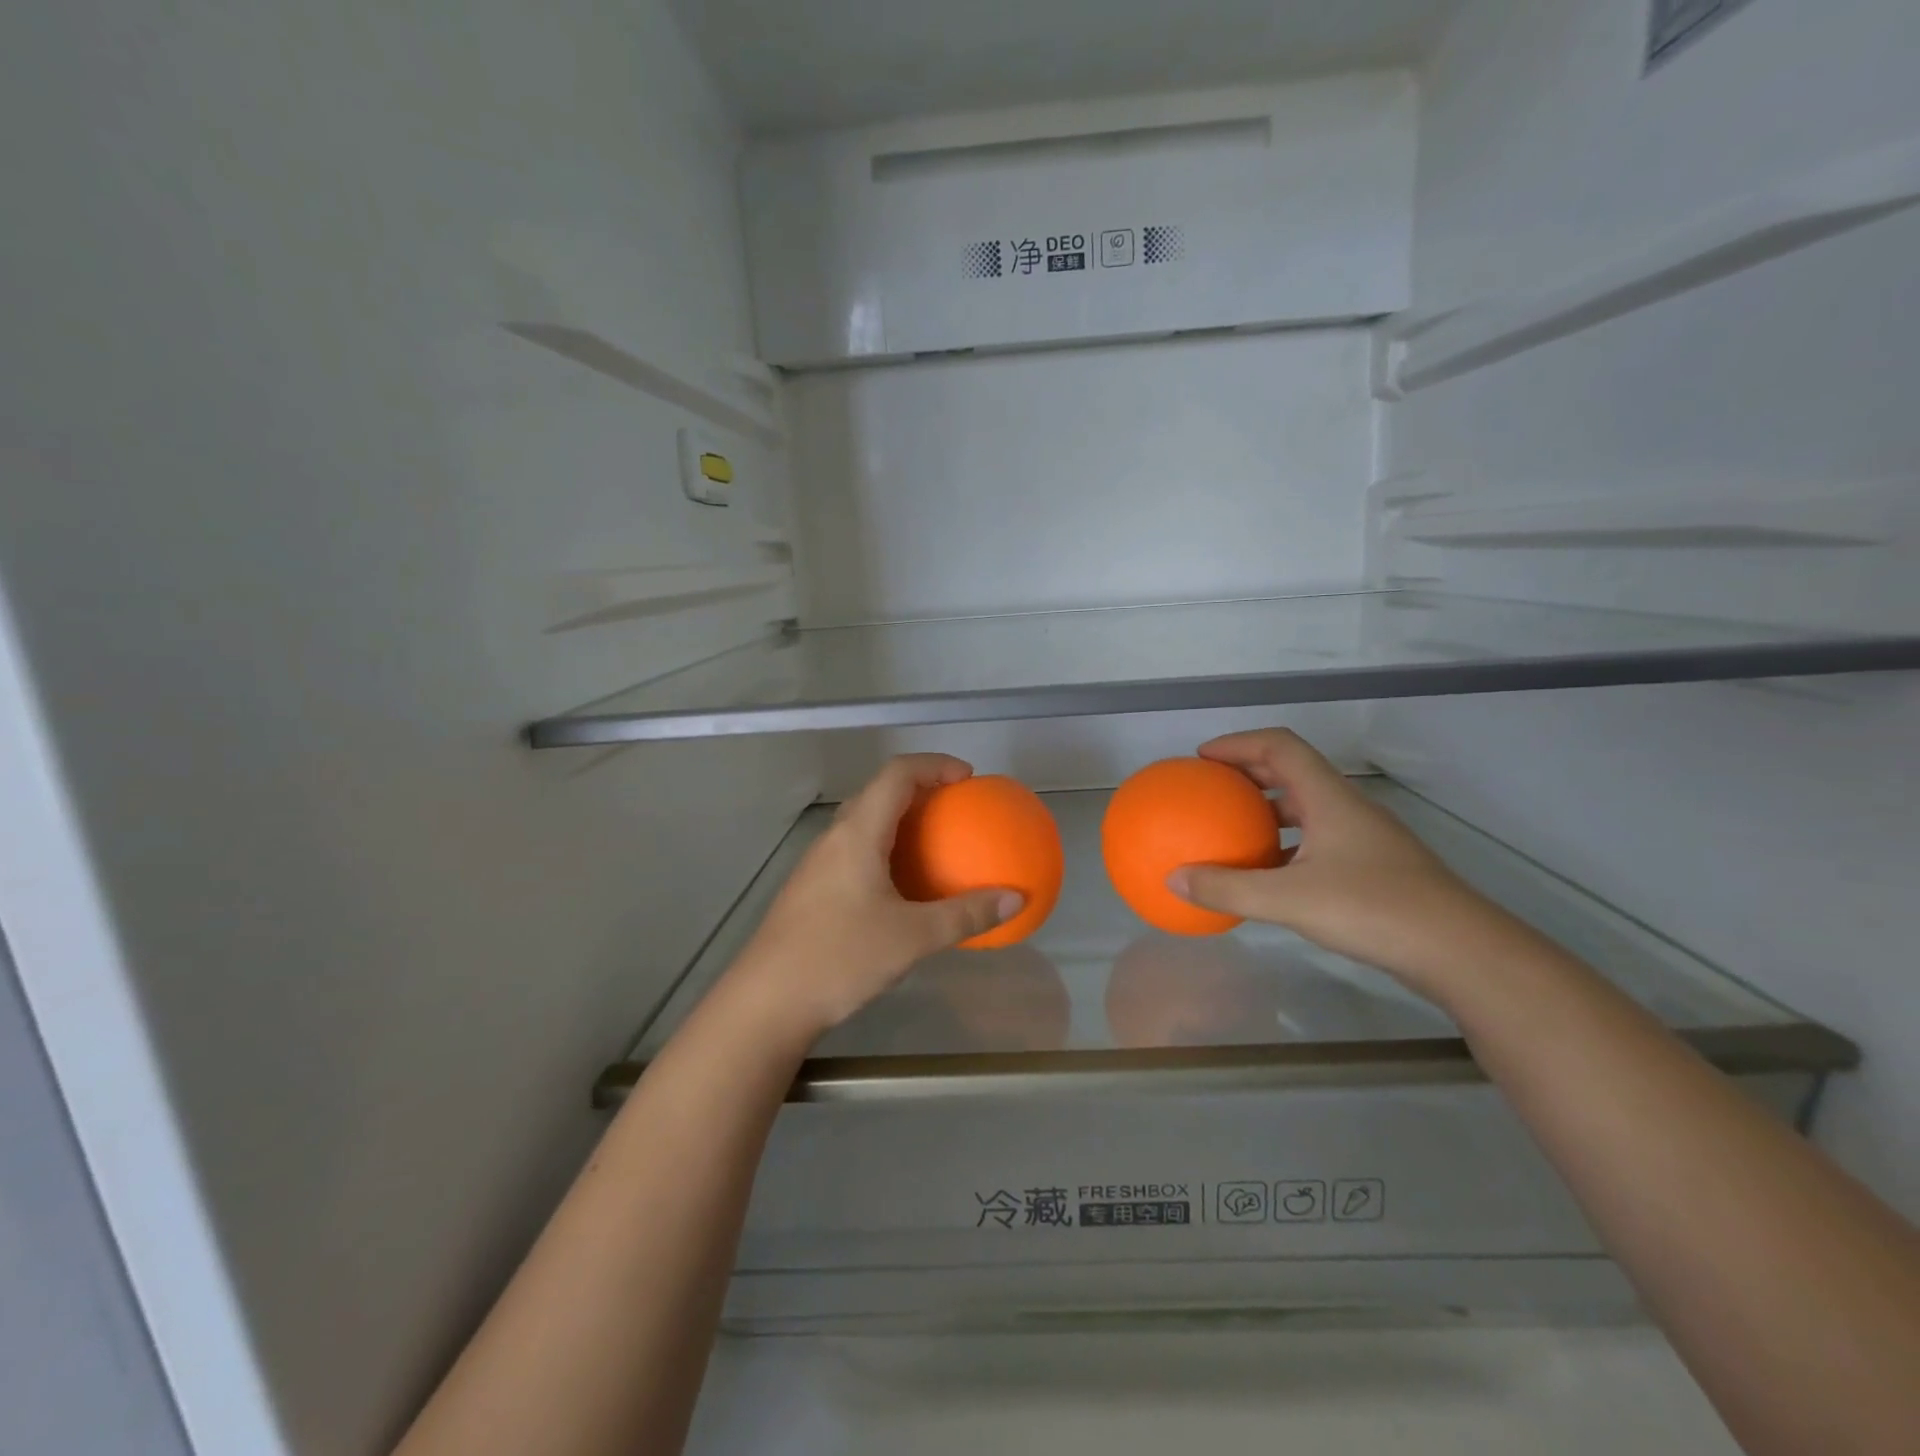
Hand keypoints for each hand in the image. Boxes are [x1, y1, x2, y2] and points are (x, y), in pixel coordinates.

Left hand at [724, 755, 1022, 1041]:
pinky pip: (855, 850)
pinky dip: (886, 849)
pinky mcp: (811, 888)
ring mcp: (818, 863)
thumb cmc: (840, 958)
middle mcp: (834, 837)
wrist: (766, 1002)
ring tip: (936, 842)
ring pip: (864, 822)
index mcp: (857, 833)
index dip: (934, 764)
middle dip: (921, 789)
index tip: (968, 778)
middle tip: (957, 807)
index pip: (896, 774)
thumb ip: (966, 915)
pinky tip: (903, 887)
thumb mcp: (913, 938)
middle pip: (879, 791)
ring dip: (901, 820)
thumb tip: (1016, 899)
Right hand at [1167, 729, 1512, 995]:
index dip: (1239, 743)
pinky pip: (1317, 840)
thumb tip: (1173, 880)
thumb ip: (1228, 889)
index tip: (1202, 758)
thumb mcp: (1289, 900)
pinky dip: (1285, 845)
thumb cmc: (1373, 910)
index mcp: (1329, 799)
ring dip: (1267, 809)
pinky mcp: (1373, 867)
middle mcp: (1347, 809)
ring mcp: (1364, 838)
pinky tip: (1268, 875)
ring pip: (1307, 808)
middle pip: (1292, 771)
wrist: (1461, 951)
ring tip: (1231, 827)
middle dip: (1248, 773)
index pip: (1280, 747)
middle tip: (1209, 788)